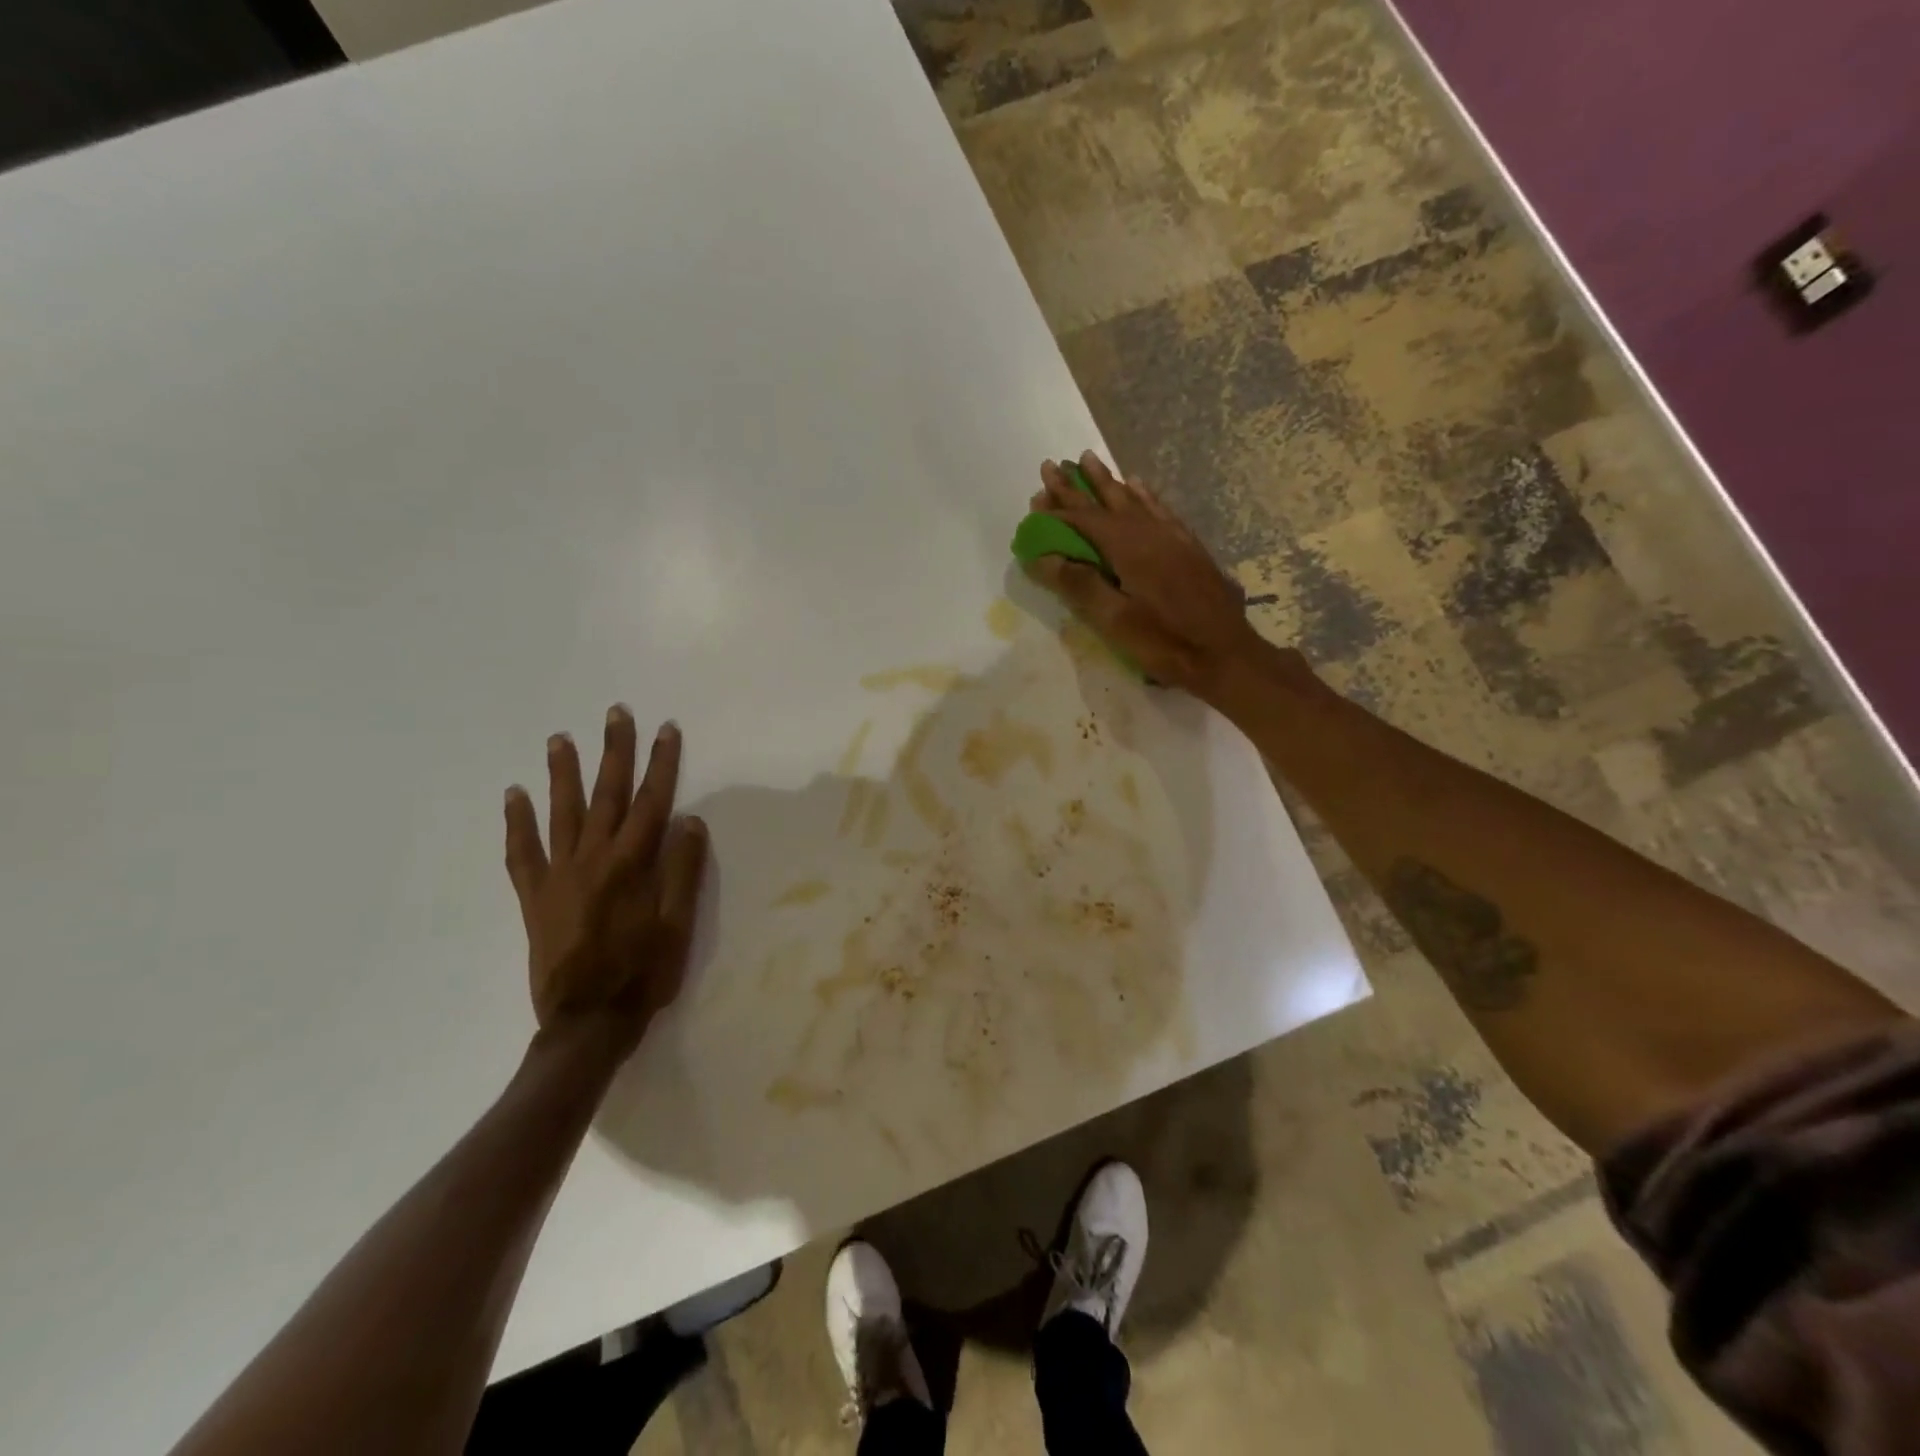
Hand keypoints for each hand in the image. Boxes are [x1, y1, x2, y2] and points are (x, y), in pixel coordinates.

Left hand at [503, 707, 707, 1046]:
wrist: (586, 1023)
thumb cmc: (642, 973)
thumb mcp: (677, 925)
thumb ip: (682, 870)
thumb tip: (689, 819)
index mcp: (631, 865)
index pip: (652, 802)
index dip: (662, 763)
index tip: (667, 729)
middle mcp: (592, 860)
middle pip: (607, 795)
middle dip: (614, 751)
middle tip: (615, 713)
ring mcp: (558, 876)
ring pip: (560, 813)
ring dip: (563, 773)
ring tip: (559, 738)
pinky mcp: (534, 897)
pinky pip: (521, 853)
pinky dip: (517, 823)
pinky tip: (514, 795)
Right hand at [1024, 452, 1265, 696]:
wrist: (1226, 654)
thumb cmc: (1166, 642)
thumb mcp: (1115, 621)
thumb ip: (1078, 585)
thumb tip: (1041, 557)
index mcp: (1128, 547)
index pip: (1084, 519)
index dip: (1057, 509)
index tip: (1034, 497)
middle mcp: (1150, 531)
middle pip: (1107, 500)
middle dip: (1078, 484)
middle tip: (1054, 464)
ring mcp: (1173, 536)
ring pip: (1134, 499)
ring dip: (1108, 482)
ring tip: (1090, 460)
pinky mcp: (1189, 547)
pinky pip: (1160, 508)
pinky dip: (1143, 494)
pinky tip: (1139, 486)